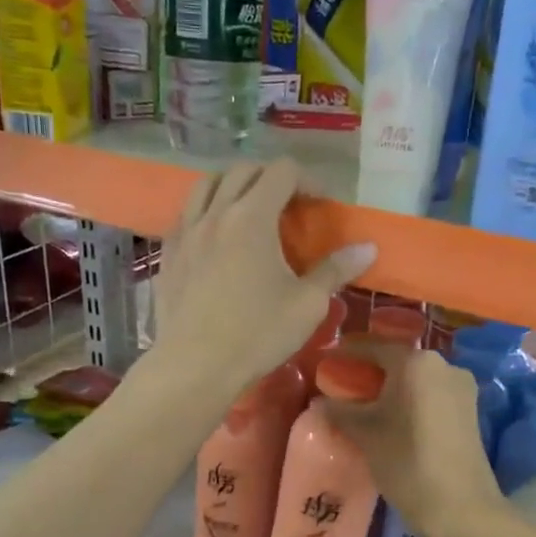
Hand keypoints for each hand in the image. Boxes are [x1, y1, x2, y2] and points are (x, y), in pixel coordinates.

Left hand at [153, 159, 374, 393]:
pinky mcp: (168, 253)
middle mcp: (215, 213)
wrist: (196, 366)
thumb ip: (336, 270)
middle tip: (289, 205)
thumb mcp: (307, 304)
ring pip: (206, 185)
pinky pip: (186, 214)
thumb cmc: (257, 334)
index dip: (307, 180)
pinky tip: (216, 237)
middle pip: (243, 171)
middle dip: (271, 178)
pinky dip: (205, 211)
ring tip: (249, 210)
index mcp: (252, 217)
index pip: (281, 172)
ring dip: (233, 186)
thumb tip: (368, 248)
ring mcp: (185, 231)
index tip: (319, 205)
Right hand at [321, 342, 503, 536]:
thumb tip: (321, 401)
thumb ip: (340, 410)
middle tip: (344, 383)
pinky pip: (432, 395)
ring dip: (392, 386)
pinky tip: (394, 418)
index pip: (374, 347)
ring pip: (417, 379)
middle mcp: (444, 365)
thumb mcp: (365, 434)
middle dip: (371, 371)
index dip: (348, 352)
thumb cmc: (406, 462)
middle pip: (398, 361)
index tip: (327, 359)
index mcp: (416, 363)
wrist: (460, 507)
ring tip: (366, 404)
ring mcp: (461, 388)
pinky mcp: (470, 410)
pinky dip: (411, 400)